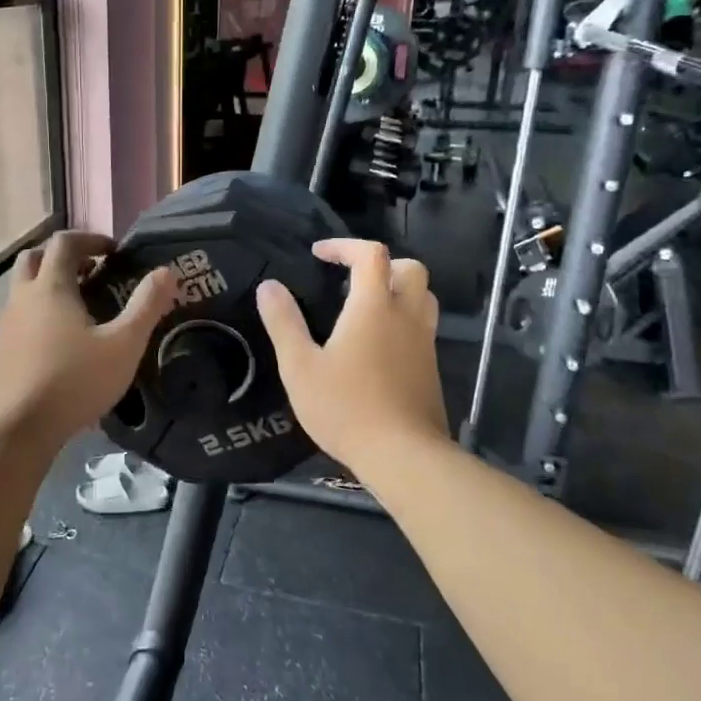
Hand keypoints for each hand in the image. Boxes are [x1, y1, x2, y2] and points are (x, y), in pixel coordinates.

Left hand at [0, 231, 177, 446]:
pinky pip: (18, 315)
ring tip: (79, 307)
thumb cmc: (75, 381)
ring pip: (22, 287)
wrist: (19, 427)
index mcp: (51, 287)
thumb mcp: (124, 345)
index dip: (90, 239)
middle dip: (63, 257)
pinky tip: (58, 341)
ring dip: (48, 284)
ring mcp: (5, 323)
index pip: (64, 242)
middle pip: (34, 257)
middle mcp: (22, 297)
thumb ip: (146, 306)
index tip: (114, 252)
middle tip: (91, 272)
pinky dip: (38, 311)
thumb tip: (166, 272)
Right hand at [256, 239, 449, 472]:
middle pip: (410, 268)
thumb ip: (284, 322)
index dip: (344, 246)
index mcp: (374, 306)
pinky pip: (422, 327)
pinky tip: (377, 347)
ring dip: (398, 289)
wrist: (402, 454)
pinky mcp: (431, 368)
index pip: (370, 254)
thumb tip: (269, 286)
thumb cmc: (345, 407)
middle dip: (381, 263)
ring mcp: (424, 342)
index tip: (319, 254)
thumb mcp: (299, 366)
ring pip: (423, 297)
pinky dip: (403, 319)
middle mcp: (406, 316)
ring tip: (366, 307)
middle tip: (351, 278)